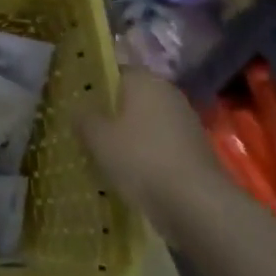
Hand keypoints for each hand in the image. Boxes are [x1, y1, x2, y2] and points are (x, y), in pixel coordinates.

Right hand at [76, 69, 220, 227]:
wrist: (196, 204)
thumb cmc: (140, 159)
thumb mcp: (98, 139)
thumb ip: (84, 119)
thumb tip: (78, 109)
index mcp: (145, 81)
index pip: (115, 72)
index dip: (95, 86)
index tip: (78, 104)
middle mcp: (168, 94)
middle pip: (132, 98)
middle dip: (112, 113)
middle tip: (87, 131)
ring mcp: (185, 122)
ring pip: (147, 123)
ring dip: (129, 136)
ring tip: (105, 156)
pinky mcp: (195, 150)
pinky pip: (160, 144)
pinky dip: (146, 154)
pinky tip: (130, 173)